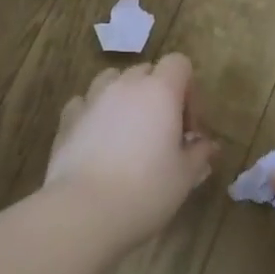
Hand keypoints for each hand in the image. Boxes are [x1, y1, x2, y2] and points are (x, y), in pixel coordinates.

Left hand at [45, 55, 217, 249]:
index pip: (179, 63)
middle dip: (158, 94)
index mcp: (160, 91)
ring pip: (113, 80)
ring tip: (128, 132)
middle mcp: (125, 85)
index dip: (188, 89)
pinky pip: (85, 102)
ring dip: (125, 97)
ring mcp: (93, 98)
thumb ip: (199, 153)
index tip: (188, 126)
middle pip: (146, 71)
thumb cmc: (146, 190)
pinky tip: (97, 140)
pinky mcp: (68, 118)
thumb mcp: (185, 176)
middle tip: (163, 133)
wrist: (85, 210)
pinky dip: (94, 113)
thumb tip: (206, 144)